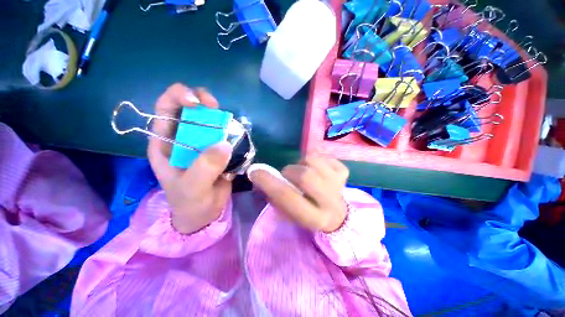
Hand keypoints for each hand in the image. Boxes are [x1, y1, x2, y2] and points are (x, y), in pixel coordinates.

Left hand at [147, 84, 232, 233]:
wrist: (205, 213)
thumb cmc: (191, 202)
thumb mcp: (192, 188)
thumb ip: (205, 167)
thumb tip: (224, 144)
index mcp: (166, 142)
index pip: (165, 108)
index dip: (178, 96)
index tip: (196, 101)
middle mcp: (184, 137)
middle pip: (191, 108)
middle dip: (203, 101)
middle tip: (216, 107)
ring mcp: (203, 142)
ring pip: (211, 120)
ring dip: (220, 118)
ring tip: (230, 126)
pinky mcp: (219, 149)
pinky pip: (226, 133)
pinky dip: (232, 131)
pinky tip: (236, 137)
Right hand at [249, 156, 348, 232]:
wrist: (336, 215)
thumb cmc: (308, 215)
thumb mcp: (290, 215)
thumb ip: (275, 199)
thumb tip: (261, 178)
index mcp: (314, 218)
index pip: (288, 197)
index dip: (268, 182)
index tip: (255, 172)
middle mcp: (330, 202)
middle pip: (305, 175)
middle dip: (289, 171)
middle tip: (287, 174)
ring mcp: (340, 184)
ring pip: (313, 160)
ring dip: (301, 163)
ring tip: (302, 171)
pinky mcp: (344, 173)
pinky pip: (325, 157)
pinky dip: (316, 161)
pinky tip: (317, 171)